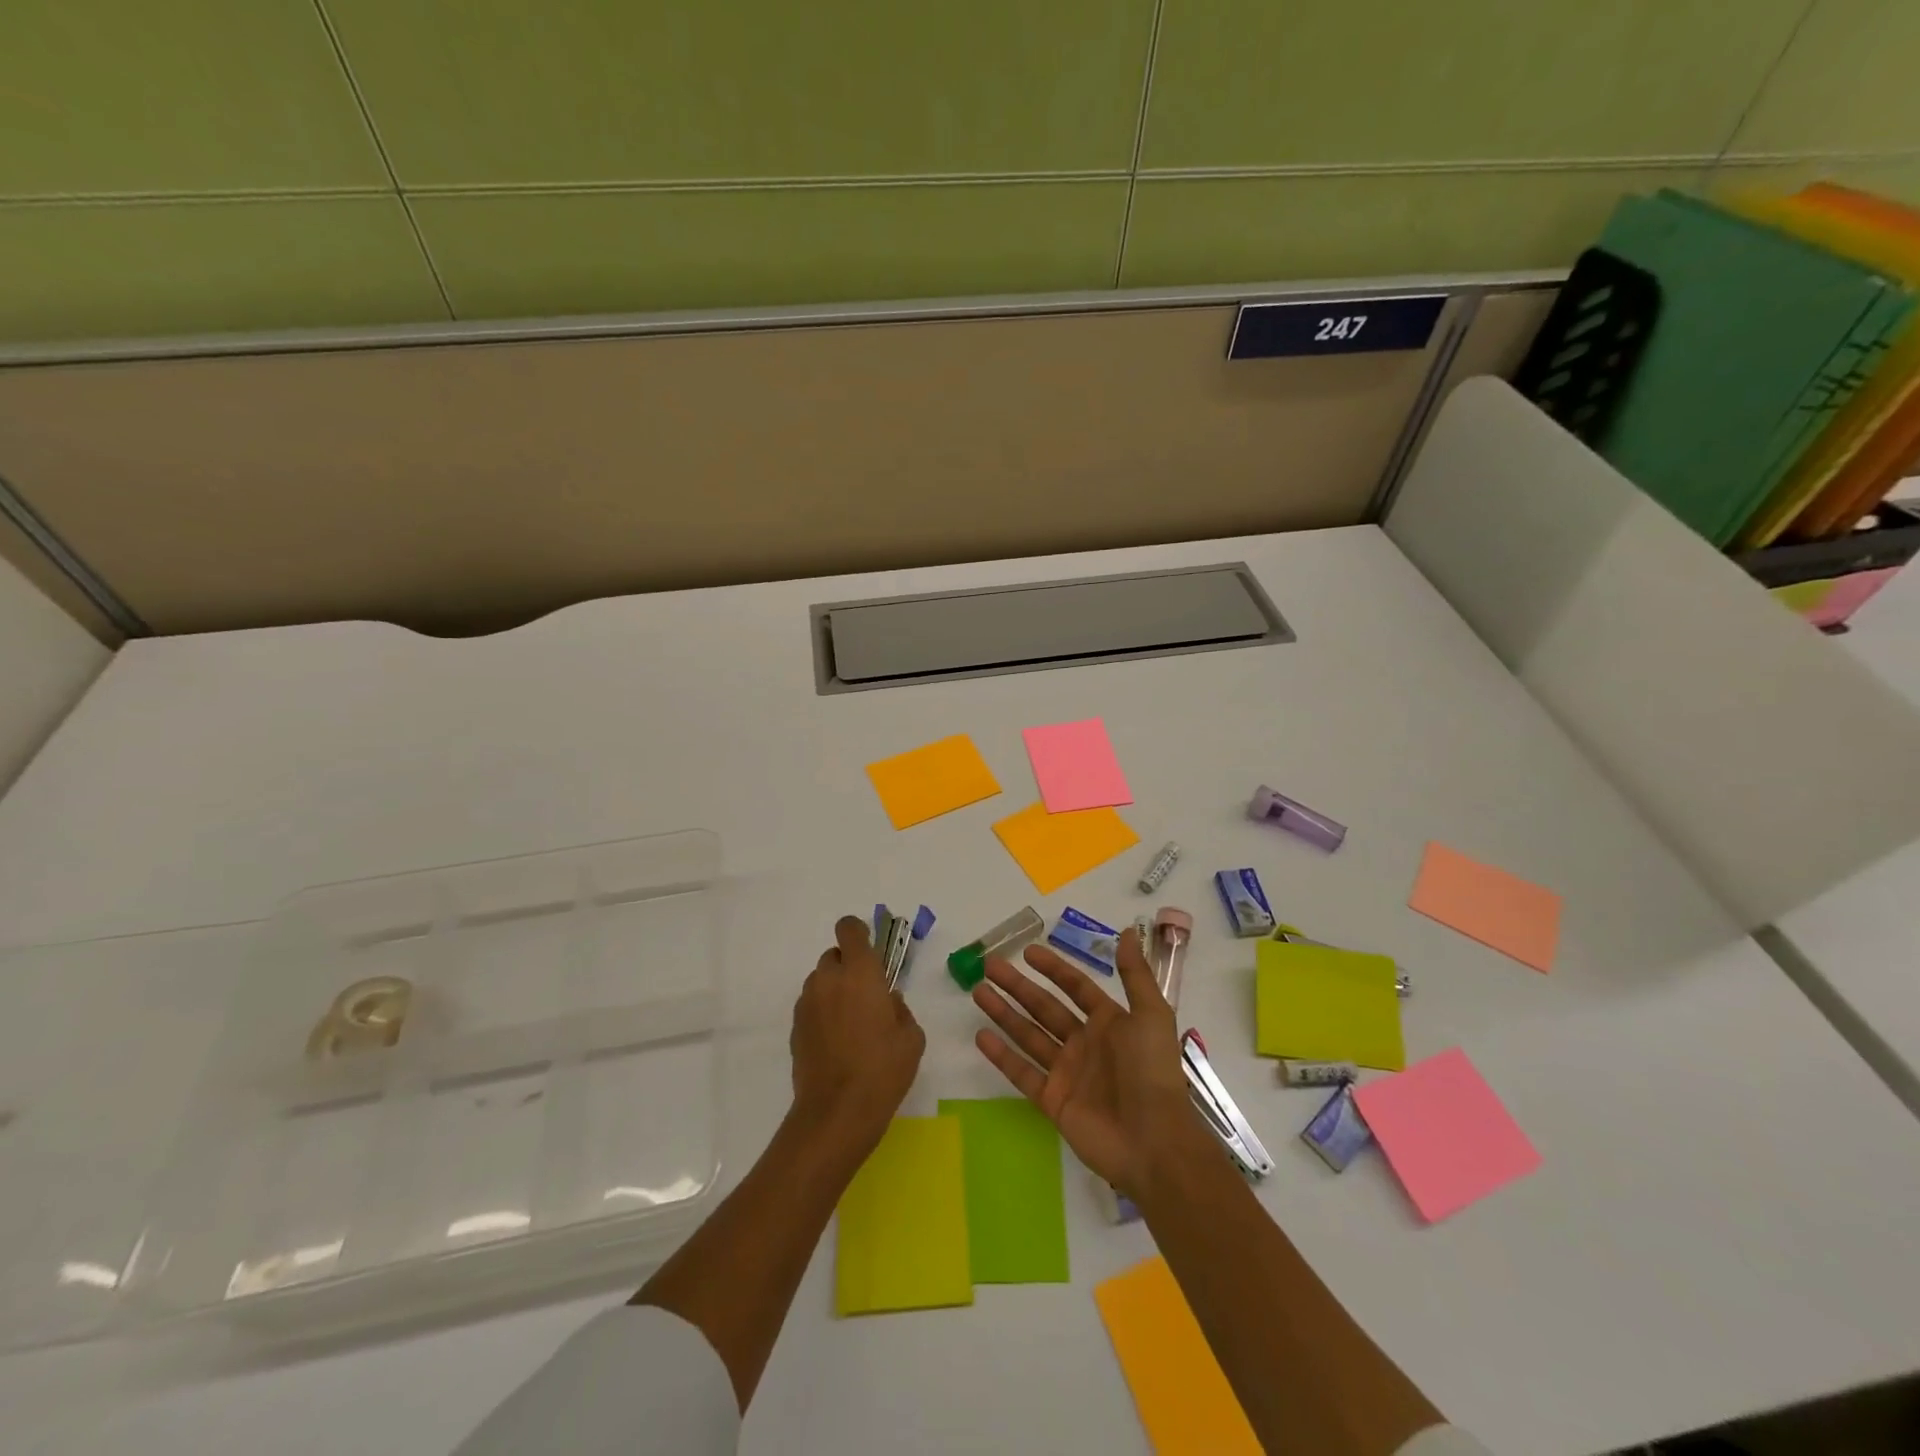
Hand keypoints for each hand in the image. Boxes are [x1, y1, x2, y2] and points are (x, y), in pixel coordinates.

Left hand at [789, 915, 925, 1156]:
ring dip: (834, 989)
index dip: (858, 932)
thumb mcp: (911, 1037)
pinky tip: (837, 1041)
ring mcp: (807, 1003)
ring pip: (821, 981)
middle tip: (866, 994)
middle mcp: (829, 980)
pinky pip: (811, 1006)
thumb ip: (900, 1008)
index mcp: (860, 973)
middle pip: (834, 955)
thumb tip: (887, 1000)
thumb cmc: (883, 1070)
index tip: (870, 950)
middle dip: (849, 966)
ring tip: (851, 1022)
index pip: (849, 929)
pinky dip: (823, 1012)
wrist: (837, 1113)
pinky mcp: (796, 1027)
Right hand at [972, 928, 1199, 1197]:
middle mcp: (1085, 1043)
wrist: (1153, 1141)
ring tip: (978, 991)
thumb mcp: (1152, 1015)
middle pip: (1044, 1007)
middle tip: (989, 965)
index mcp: (1109, 1023)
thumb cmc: (1152, 1072)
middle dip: (1017, 986)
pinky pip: (1023, 1073)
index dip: (1053, 969)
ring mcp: (1066, 1073)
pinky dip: (1002, 1055)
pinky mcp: (1053, 1101)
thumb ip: (1135, 974)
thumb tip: (1129, 932)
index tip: (1027, 952)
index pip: (1075, 987)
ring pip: (1028, 1034)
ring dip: (1004, 1013)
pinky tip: (981, 1036)